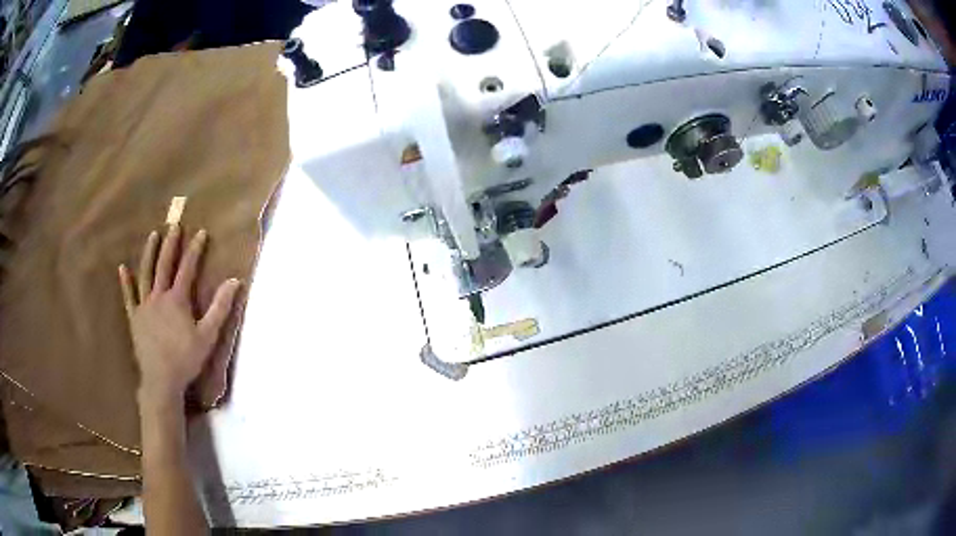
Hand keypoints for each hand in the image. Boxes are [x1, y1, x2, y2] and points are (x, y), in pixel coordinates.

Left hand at [118, 224, 240, 410]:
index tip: (201, 232)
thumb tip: (234, 281)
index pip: (187, 268)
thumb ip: (220, 308)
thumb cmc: (186, 359)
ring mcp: (144, 306)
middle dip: (171, 244)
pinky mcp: (134, 317)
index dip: (195, 250)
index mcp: (177, 299)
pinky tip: (122, 268)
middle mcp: (158, 296)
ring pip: (145, 274)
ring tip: (153, 236)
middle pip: (164, 265)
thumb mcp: (208, 336)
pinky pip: (128, 296)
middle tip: (174, 225)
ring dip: (149, 253)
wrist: (161, 380)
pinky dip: (125, 282)